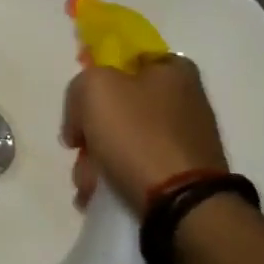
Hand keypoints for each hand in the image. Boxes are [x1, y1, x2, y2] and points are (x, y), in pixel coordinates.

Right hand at [61, 55, 227, 209]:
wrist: (183, 205)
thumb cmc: (138, 135)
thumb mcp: (95, 89)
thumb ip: (79, 86)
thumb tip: (80, 121)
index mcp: (172, 70)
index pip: (124, 57)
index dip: (95, 74)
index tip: (79, 101)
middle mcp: (184, 100)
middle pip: (118, 105)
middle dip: (90, 130)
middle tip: (78, 148)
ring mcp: (185, 140)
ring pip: (123, 141)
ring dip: (96, 161)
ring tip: (87, 184)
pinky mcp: (183, 176)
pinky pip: (137, 169)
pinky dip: (114, 179)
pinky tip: (97, 196)